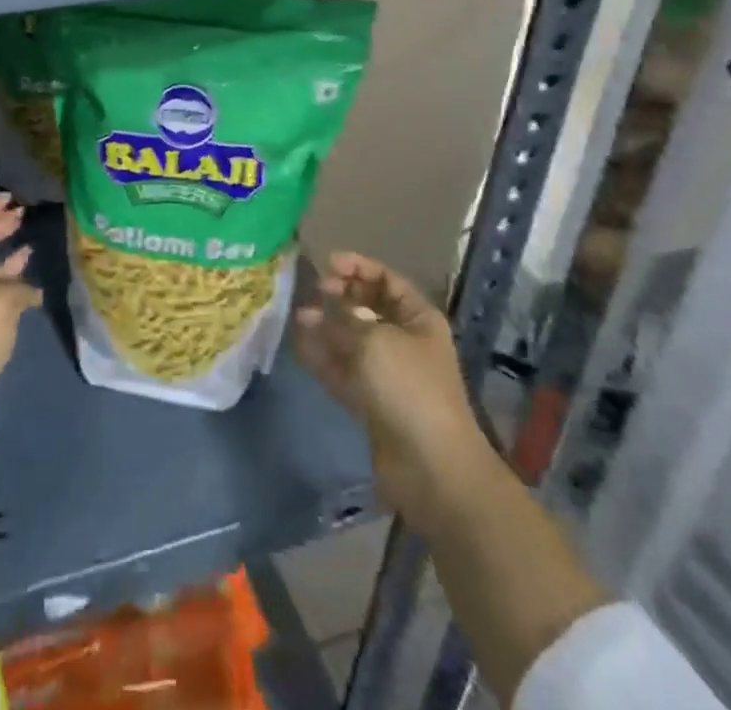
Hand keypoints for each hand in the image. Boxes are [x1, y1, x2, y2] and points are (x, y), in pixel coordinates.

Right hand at [293, 252, 484, 513]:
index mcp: (418, 319)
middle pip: (368, 308)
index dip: (359, 267)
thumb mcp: (374, 341)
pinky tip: (299, 344)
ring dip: (327, 326)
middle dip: (340, 296)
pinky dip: (323, 357)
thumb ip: (342, 320)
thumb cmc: (409, 387)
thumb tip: (315, 311)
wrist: (431, 467)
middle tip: (314, 291)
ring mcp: (386, 373)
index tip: (328, 263)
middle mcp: (404, 341)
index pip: (387, 280)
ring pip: (351, 339)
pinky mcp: (370, 401)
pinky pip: (342, 370)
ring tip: (299, 315)